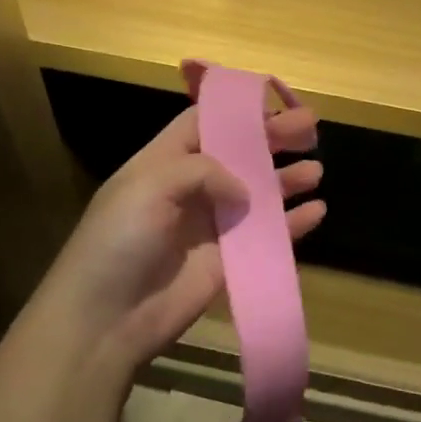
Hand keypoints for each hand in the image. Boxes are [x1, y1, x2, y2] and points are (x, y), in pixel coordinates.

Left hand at [29, 101, 323, 376]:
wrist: (104, 319)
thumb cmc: (119, 241)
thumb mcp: (150, 186)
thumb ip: (202, 170)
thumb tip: (244, 190)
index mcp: (164, 162)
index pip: (204, 123)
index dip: (237, 111)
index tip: (275, 102)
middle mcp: (191, 188)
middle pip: (240, 154)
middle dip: (274, 139)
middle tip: (311, 128)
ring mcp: (211, 225)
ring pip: (259, 193)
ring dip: (287, 179)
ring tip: (316, 170)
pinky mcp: (228, 261)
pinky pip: (267, 235)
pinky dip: (293, 223)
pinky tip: (316, 211)